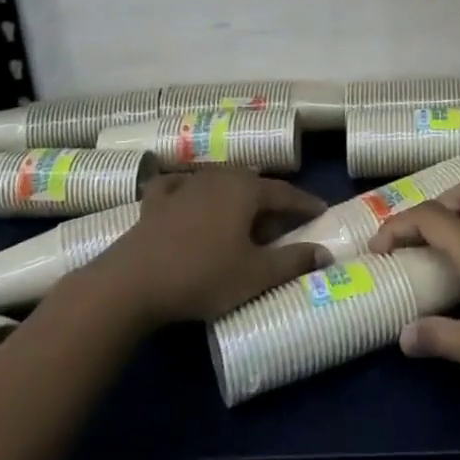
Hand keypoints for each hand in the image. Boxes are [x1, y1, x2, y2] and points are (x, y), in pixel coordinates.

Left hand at [90, 168, 329, 324]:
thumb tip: (325, 253)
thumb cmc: (203, 275)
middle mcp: (218, 178)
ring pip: (219, 182)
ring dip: (235, 196)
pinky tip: (187, 196)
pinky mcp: (156, 200)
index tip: (321, 211)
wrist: (133, 282)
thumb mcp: (255, 276)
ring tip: (243, 217)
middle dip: (270, 200)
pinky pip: (179, 186)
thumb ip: (293, 262)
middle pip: (252, 184)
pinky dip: (189, 190)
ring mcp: (184, 185)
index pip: (285, 192)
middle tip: (281, 223)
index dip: (305, 203)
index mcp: (246, 190)